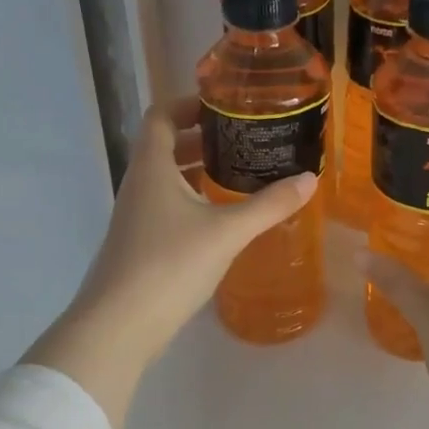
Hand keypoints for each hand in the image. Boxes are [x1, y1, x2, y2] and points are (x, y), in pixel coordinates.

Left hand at [23, 97, 317, 428]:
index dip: (189, 104)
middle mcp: (139, 185)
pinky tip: (222, 219)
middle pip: (166, 146)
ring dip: (199, 172)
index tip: (225, 106)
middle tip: (245, 141)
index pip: (162, 116)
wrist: (119, 325)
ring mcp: (136, 217)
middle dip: (204, 139)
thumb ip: (269, 205)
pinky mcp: (140, 245)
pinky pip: (168, 208)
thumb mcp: (226, 232)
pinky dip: (194, 202)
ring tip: (241, 175)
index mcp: (152, 167)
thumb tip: (309, 179)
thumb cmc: (169, 264)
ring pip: (168, 180)